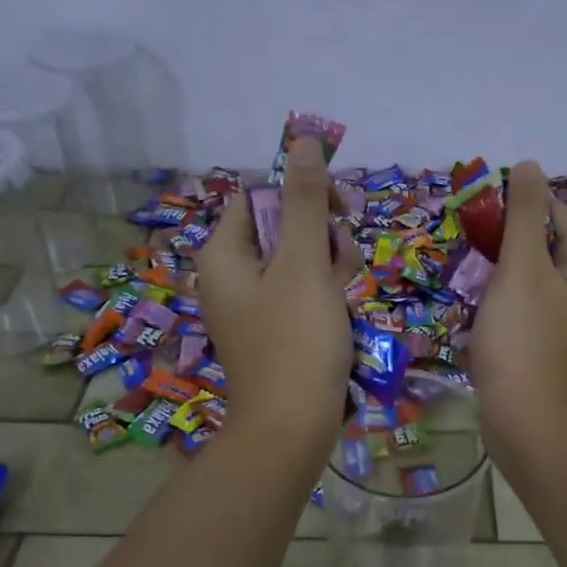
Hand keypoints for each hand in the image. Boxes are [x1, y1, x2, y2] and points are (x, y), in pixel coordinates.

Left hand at [197, 137, 361, 453]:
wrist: (292, 428)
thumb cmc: (295, 342)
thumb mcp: (304, 264)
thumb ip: (305, 201)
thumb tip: (303, 139)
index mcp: (224, 253)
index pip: (262, 196)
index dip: (303, 197)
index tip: (338, 214)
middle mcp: (232, 275)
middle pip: (285, 229)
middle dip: (323, 244)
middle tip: (338, 273)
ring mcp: (253, 307)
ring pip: (302, 264)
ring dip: (332, 274)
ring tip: (342, 305)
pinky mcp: (274, 331)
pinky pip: (303, 297)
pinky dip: (326, 302)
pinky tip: (340, 323)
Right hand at [470, 160, 566, 449]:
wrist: (528, 422)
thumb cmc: (524, 338)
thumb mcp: (522, 267)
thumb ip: (523, 215)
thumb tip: (529, 165)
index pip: (554, 215)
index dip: (517, 207)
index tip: (478, 212)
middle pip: (539, 249)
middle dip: (501, 247)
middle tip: (466, 252)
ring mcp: (564, 323)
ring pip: (525, 282)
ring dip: (495, 279)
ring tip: (467, 283)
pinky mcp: (543, 348)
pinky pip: (519, 313)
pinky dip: (497, 309)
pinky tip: (475, 318)